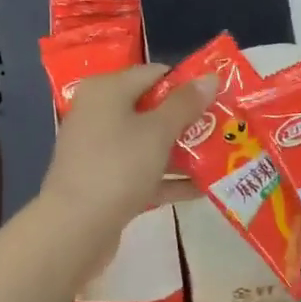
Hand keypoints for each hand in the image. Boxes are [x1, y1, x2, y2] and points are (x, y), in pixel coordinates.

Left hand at [38, 64, 211, 235]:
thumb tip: (210, 77)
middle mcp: (99, 114)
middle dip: (189, 120)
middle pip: (152, 109)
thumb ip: (186, 103)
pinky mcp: (104, 181)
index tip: (220, 95)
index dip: (187, 83)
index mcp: (106, 90)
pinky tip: (203, 188)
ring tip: (222, 156)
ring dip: (183, 151)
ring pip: (148, 143)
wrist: (75, 227)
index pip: (154, 73)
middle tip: (225, 126)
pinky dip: (168, 178)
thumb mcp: (158, 131)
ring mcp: (100, 150)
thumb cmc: (118, 166)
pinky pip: (142, 172)